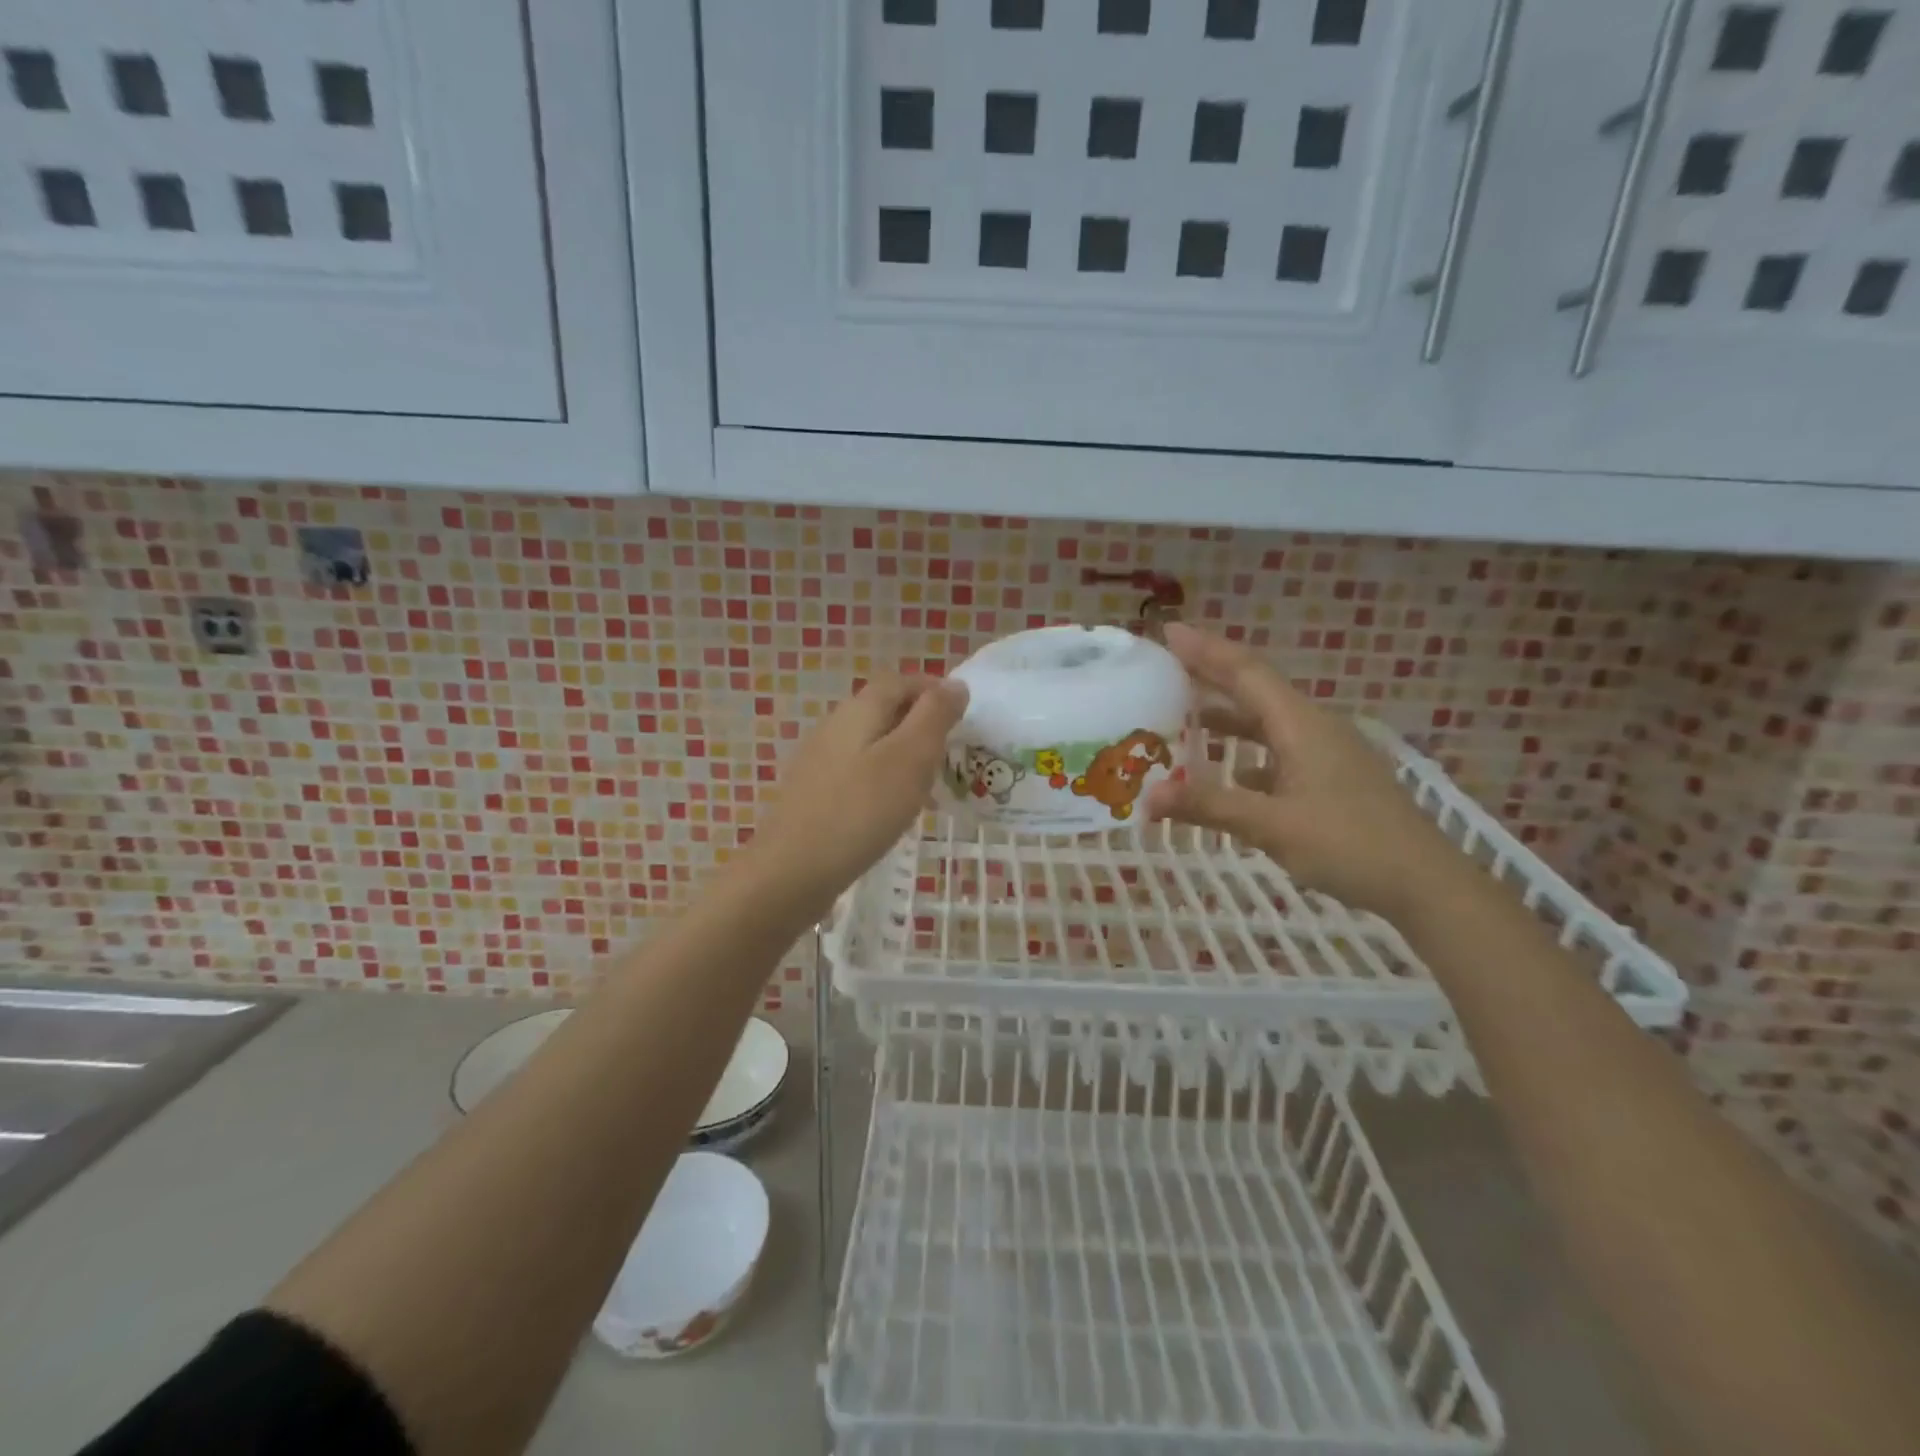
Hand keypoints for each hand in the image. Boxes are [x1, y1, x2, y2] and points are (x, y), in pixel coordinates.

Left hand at [742, 675, 967, 916]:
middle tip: (952, 752)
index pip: (899, 680)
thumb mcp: (910, 758)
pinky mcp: (815, 794)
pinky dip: (884, 780)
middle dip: (920, 723)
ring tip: (930, 786)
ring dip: (904, 754)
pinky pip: (858, 772)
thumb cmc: (861, 810)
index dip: (933, 689)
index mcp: (859, 710)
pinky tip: (893, 811)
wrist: (792, 871)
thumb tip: (955, 684)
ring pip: (872, 743)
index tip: (963, 715)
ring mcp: (820, 761)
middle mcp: (835, 726)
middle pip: (883, 709)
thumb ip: (934, 717)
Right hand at [1145, 624, 1461, 922]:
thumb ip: (1208, 806)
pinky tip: (1230, 775)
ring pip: (1267, 723)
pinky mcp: (1333, 780)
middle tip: (1165, 668)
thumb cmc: (1350, 845)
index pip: (1245, 672)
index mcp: (1300, 725)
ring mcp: (1327, 754)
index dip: (1205, 650)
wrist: (1427, 884)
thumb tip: (1147, 798)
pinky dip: (1248, 754)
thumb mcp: (1271, 826)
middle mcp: (1313, 728)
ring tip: (1185, 717)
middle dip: (1210, 676)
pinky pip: (1279, 752)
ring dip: (1227, 716)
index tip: (1167, 631)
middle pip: (1255, 690)